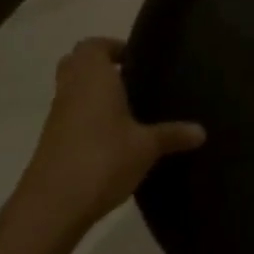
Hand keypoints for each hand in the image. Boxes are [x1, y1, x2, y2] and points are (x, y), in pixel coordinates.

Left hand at [0, 38, 204, 249]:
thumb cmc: (102, 160)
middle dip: (100, 65)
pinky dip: (87, 117)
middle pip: (77, 63)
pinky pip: (70, 116)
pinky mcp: (52, 143)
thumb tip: (202, 131)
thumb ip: (173, 134)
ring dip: (93, 93)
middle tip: (131, 77)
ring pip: (72, 90)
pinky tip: (113, 137)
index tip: (136, 59)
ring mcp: (57, 118)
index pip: (93, 45)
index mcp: (93, 79)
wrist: (51, 208)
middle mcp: (71, 91)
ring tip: (128, 107)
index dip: (112, 46)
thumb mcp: (147, 147)